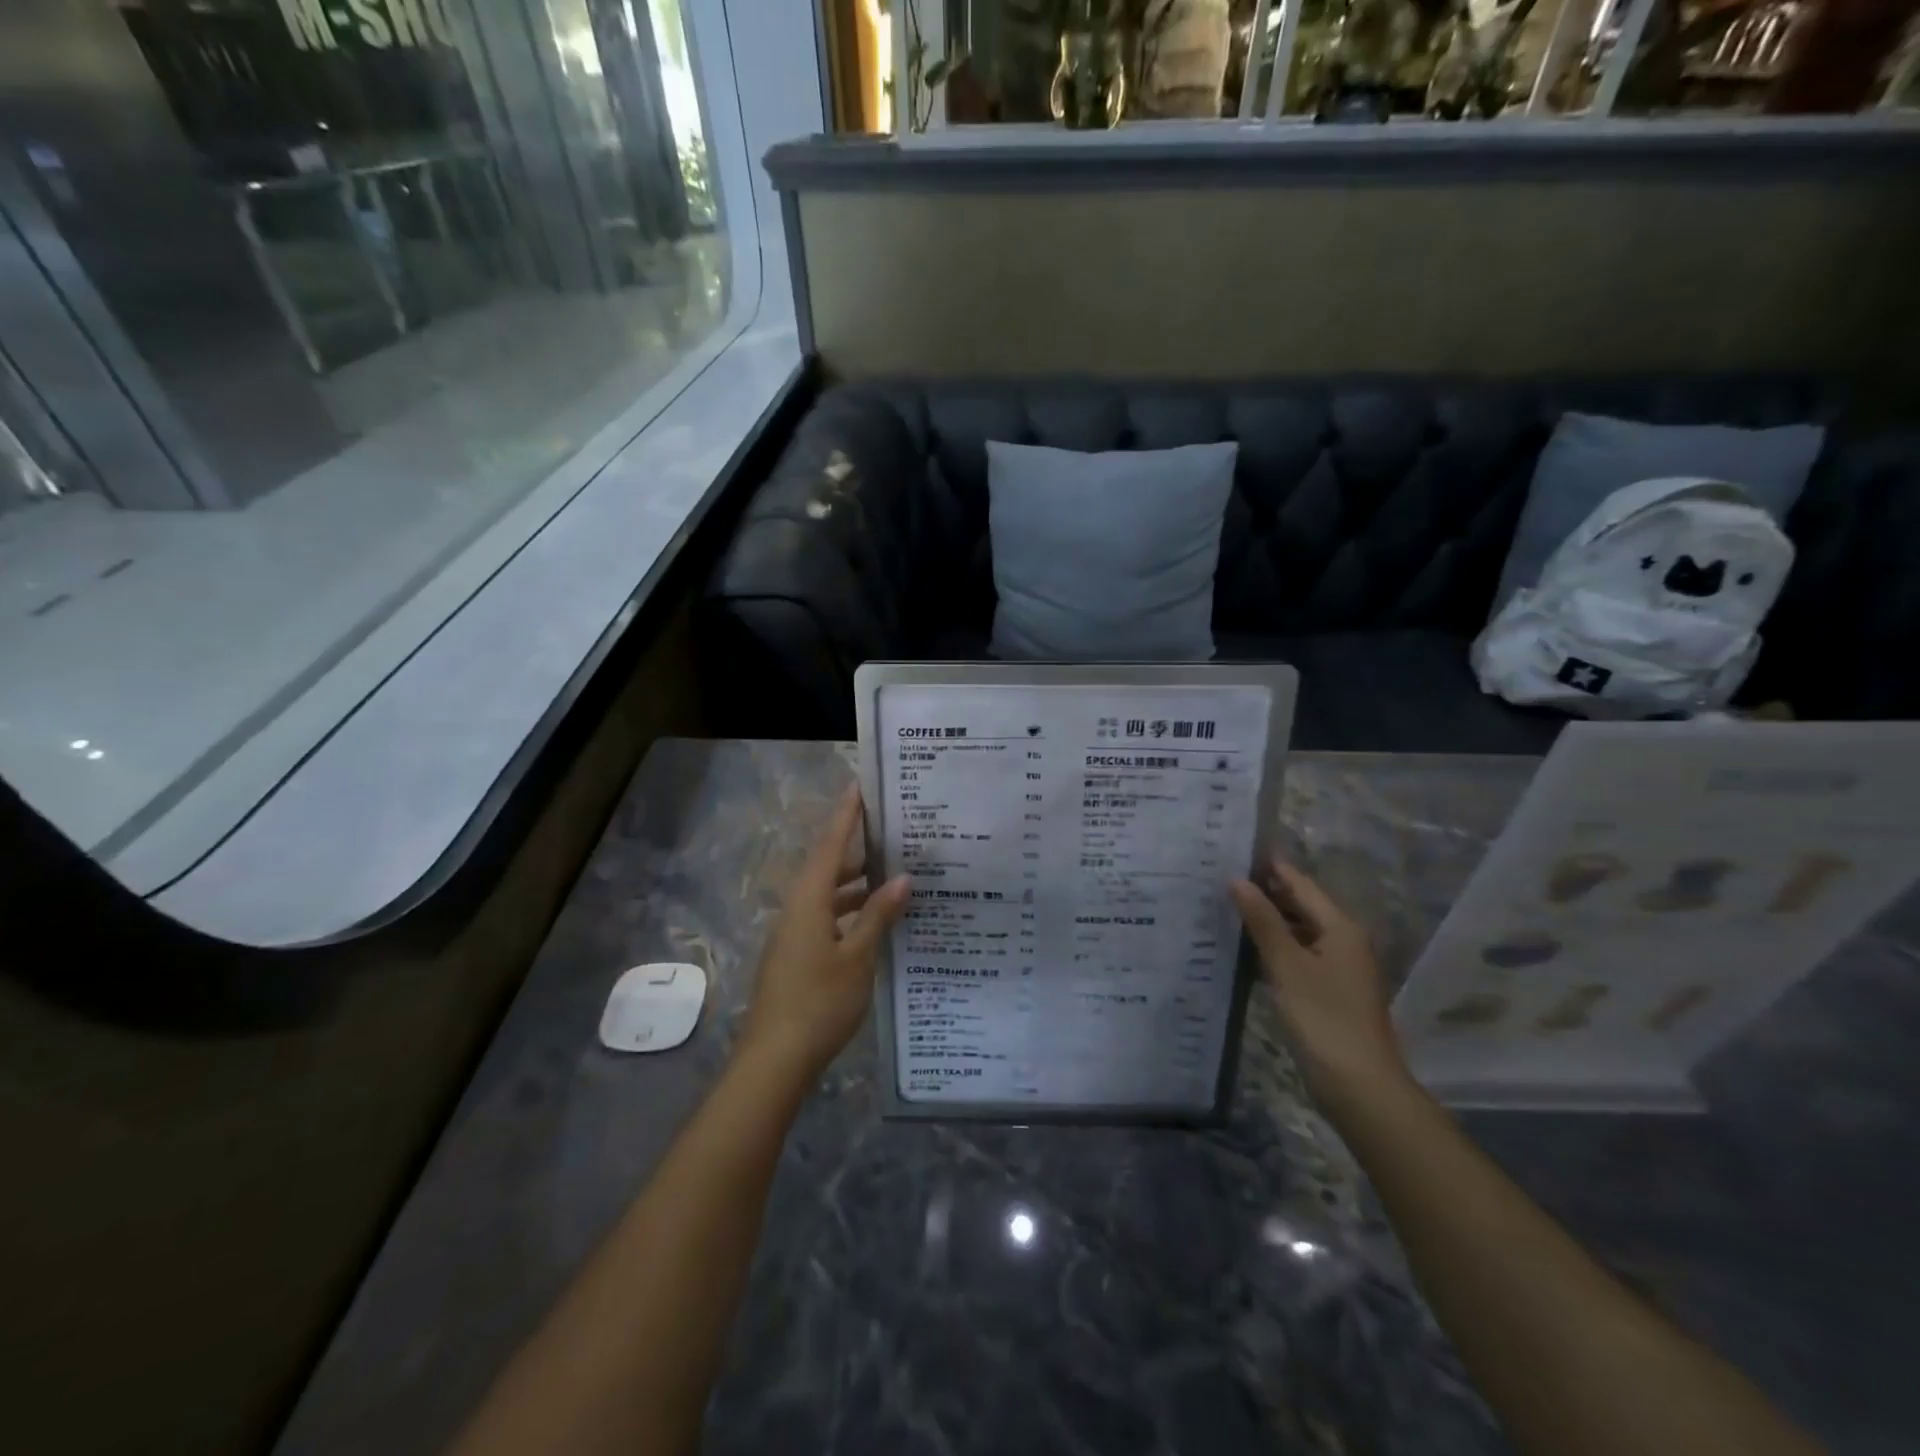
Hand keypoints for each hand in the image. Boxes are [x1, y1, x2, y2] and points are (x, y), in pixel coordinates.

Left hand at [739, 787, 910, 1081]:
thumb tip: (901, 877)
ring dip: (854, 884)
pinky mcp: (795, 956)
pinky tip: (872, 923)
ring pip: (826, 896)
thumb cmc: (819, 1002)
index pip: (830, 846)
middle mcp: (796, 910)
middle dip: (856, 850)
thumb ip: (878, 916)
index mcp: (808, 901)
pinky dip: (848, 911)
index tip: (860, 787)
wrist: (774, 1060)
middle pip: (827, 868)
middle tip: (891, 834)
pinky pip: (824, 918)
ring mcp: (793, 935)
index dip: (846, 816)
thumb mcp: (857, 958)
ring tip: (890, 875)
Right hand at [1231, 859, 1408, 1108]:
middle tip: (1220, 879)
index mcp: (1341, 928)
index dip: (1269, 868)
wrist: (1358, 1085)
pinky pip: (1297, 956)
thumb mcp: (1287, 965)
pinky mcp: (1328, 992)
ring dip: (1267, 921)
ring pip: (1298, 932)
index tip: (1233, 851)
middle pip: (1301, 906)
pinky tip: (1244, 948)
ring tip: (1224, 907)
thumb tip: (1238, 879)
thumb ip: (1262, 921)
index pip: (1300, 884)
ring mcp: (1338, 968)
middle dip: (1265, 893)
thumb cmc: (1323, 1017)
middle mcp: (1344, 941)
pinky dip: (1273, 948)